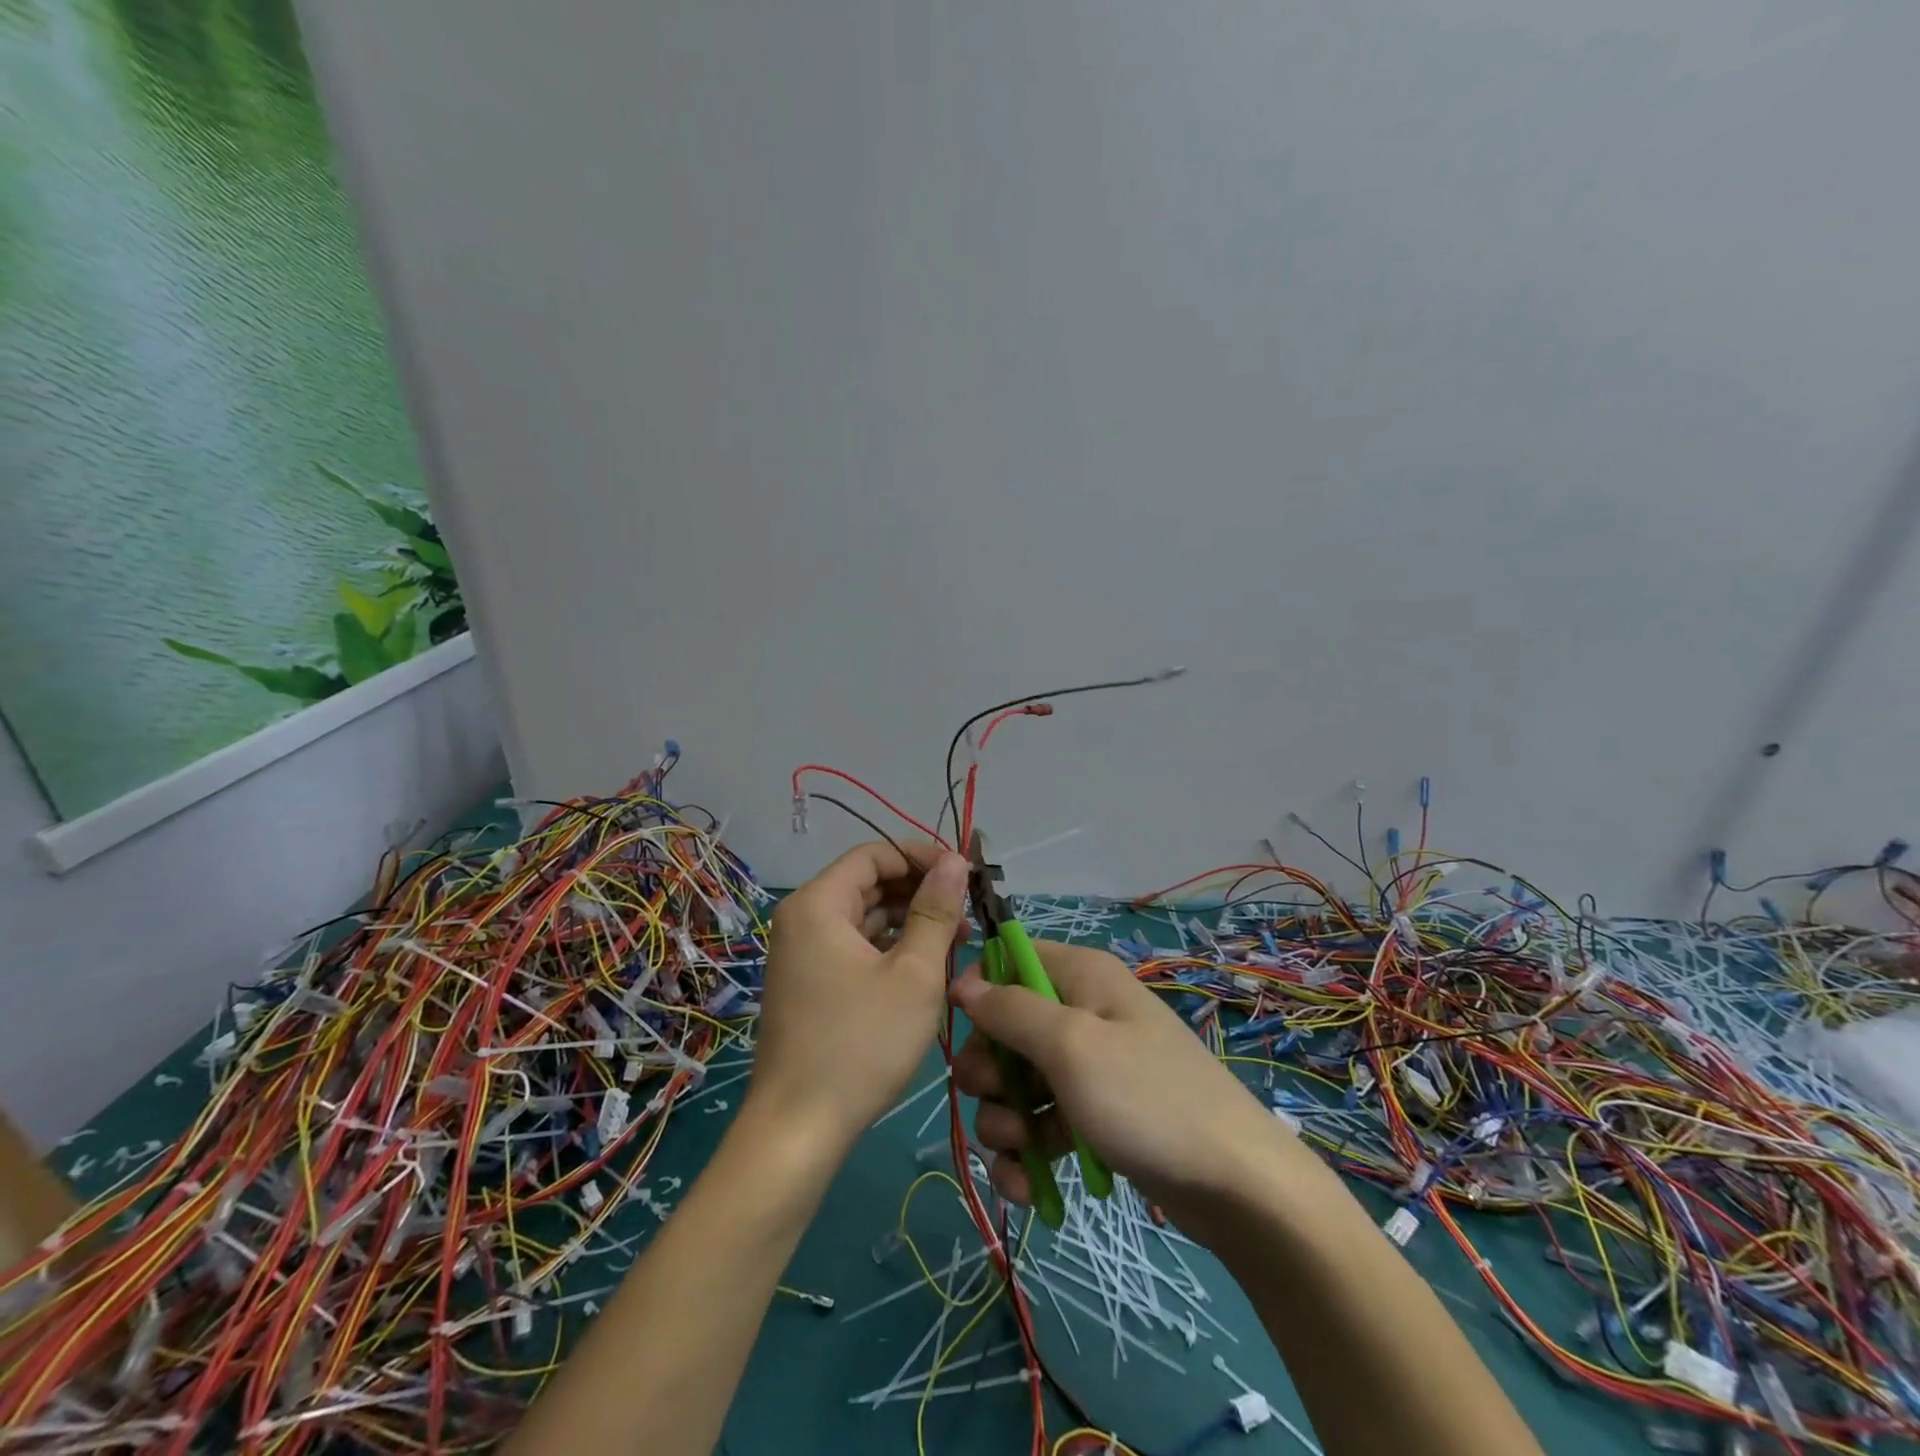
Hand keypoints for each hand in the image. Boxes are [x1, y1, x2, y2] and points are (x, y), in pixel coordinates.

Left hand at [747, 841, 968, 1151]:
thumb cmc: (861, 1044)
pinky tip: (926, 965)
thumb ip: (935, 911)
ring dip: (909, 921)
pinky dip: (890, 947)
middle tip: (968, 912)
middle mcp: (803, 918)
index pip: (874, 854)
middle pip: (868, 883)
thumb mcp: (913, 974)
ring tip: (956, 941)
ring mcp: (802, 952)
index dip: (922, 857)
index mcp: (818, 903)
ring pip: (864, 916)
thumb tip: (955, 860)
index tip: (964, 875)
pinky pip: (854, 945)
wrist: (799, 1129)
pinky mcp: (809, 982)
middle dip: (920, 891)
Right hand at [950, 941, 1296, 1231]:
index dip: (981, 989)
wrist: (1237, 1188)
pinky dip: (1028, 1154)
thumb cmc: (1147, 1098)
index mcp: (1082, 976)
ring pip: (1018, 1082)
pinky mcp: (1095, 1117)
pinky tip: (1027, 1187)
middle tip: (993, 1098)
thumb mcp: (1072, 1046)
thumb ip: (1012, 1011)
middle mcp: (1084, 1012)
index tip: (960, 1029)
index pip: (1011, 958)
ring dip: (1003, 1119)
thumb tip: (964, 984)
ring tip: (1018, 1150)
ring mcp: (1090, 1068)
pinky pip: (1042, 1124)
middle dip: (989, 1069)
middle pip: (1007, 1027)